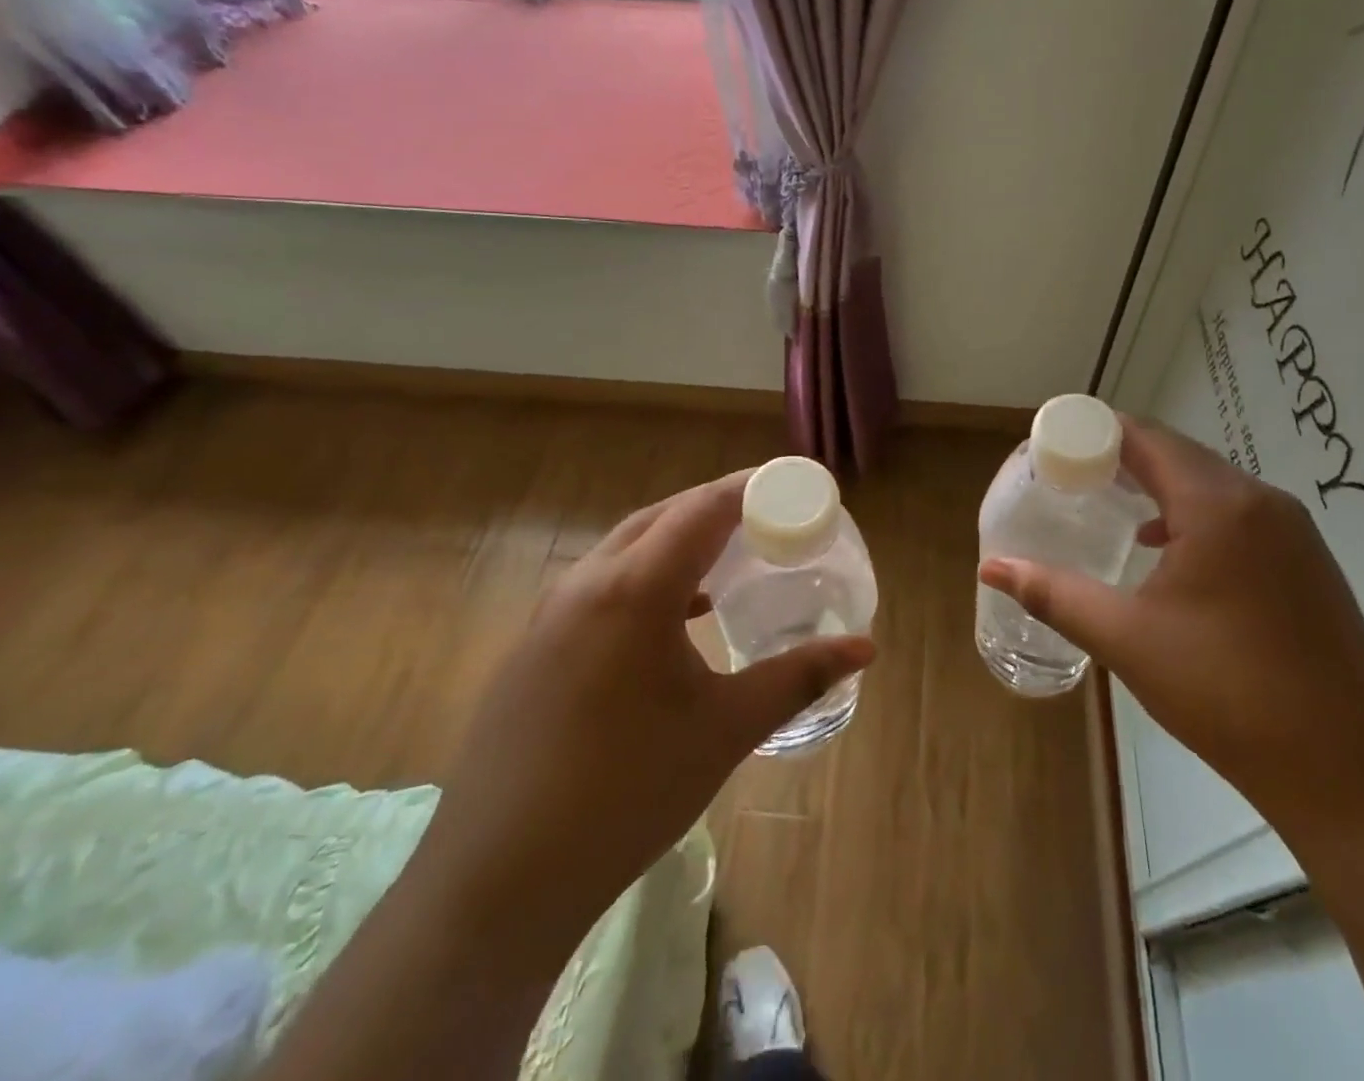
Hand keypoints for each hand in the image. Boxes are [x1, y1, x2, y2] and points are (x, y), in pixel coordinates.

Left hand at [415, 470, 875, 953]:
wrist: (498, 881)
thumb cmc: (626, 793)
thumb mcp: (726, 729)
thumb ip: (798, 677)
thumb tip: (866, 646)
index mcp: (635, 589)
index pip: (703, 508)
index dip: (751, 487)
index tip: (793, 482)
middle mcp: (588, 582)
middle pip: (663, 515)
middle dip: (718, 505)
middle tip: (770, 515)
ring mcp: (552, 612)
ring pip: (627, 545)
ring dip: (680, 537)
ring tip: (730, 554)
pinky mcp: (535, 644)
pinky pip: (603, 581)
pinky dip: (648, 573)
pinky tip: (678, 613)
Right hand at [980, 417, 1363, 825]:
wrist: (1347, 768)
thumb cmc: (1226, 692)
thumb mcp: (1126, 639)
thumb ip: (1054, 594)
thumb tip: (991, 567)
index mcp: (1218, 506)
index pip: (1147, 439)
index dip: (1097, 432)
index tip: (1055, 445)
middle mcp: (1261, 501)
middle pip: (1180, 455)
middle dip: (1123, 456)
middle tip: (1071, 475)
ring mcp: (1293, 530)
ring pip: (1211, 483)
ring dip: (1160, 484)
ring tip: (1110, 503)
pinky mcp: (1307, 561)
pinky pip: (1238, 513)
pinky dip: (1193, 513)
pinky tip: (1166, 550)